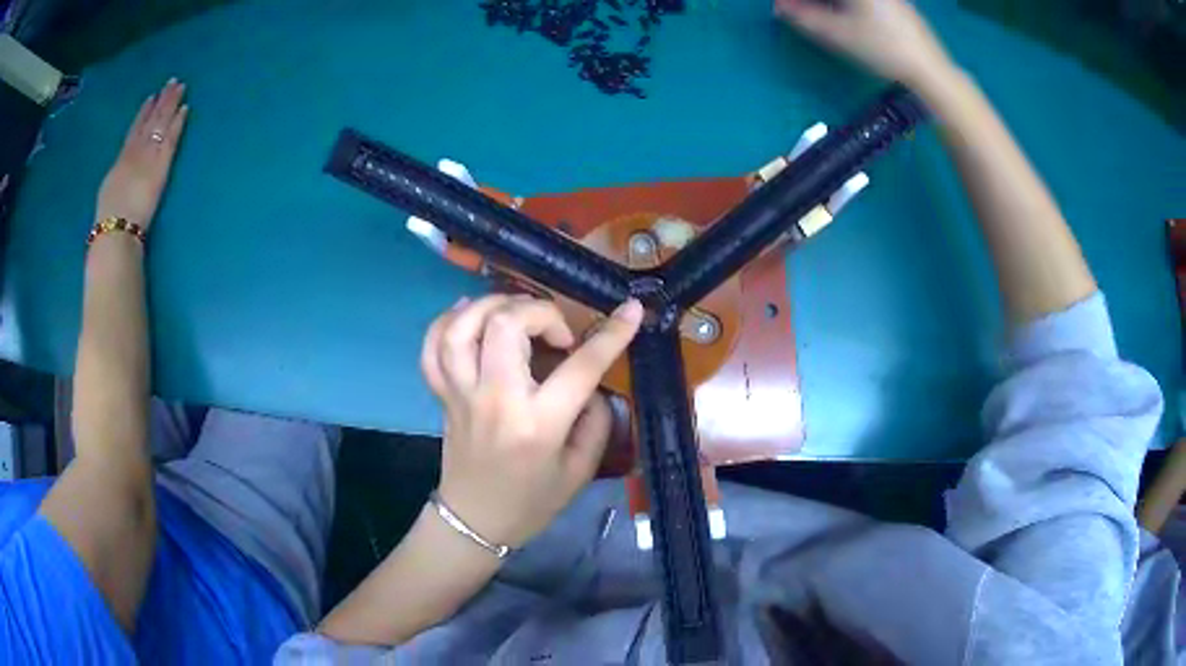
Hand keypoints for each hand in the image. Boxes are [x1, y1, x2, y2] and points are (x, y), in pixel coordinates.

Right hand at [95, 78, 189, 230]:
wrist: (116, 227)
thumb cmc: (108, 218)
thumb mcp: (108, 190)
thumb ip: (118, 175)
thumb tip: (122, 168)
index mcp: (121, 159)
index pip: (134, 130)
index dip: (144, 113)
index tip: (152, 97)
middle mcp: (136, 151)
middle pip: (151, 120)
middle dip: (162, 100)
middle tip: (173, 81)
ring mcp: (149, 156)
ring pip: (161, 124)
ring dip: (171, 104)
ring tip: (180, 86)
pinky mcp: (161, 166)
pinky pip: (171, 139)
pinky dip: (177, 123)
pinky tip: (185, 108)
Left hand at [421, 295, 643, 548]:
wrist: (474, 521)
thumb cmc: (531, 501)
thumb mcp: (580, 471)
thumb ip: (597, 422)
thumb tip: (594, 384)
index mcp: (538, 424)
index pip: (580, 367)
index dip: (612, 334)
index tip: (631, 310)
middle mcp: (495, 399)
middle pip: (506, 326)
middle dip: (540, 312)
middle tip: (557, 334)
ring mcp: (462, 393)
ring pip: (462, 328)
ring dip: (492, 306)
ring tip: (516, 313)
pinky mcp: (443, 394)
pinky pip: (432, 346)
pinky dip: (448, 320)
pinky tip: (471, 315)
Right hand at [774, 0, 951, 86]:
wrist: (930, 69)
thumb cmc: (883, 49)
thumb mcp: (838, 34)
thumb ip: (804, 18)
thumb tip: (780, 7)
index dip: (800, 2)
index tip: (786, 7)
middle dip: (813, 3)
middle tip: (799, 11)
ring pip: (848, 0)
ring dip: (828, 4)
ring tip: (819, 15)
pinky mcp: (896, 3)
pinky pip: (863, 3)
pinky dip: (845, 6)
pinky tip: (845, 17)